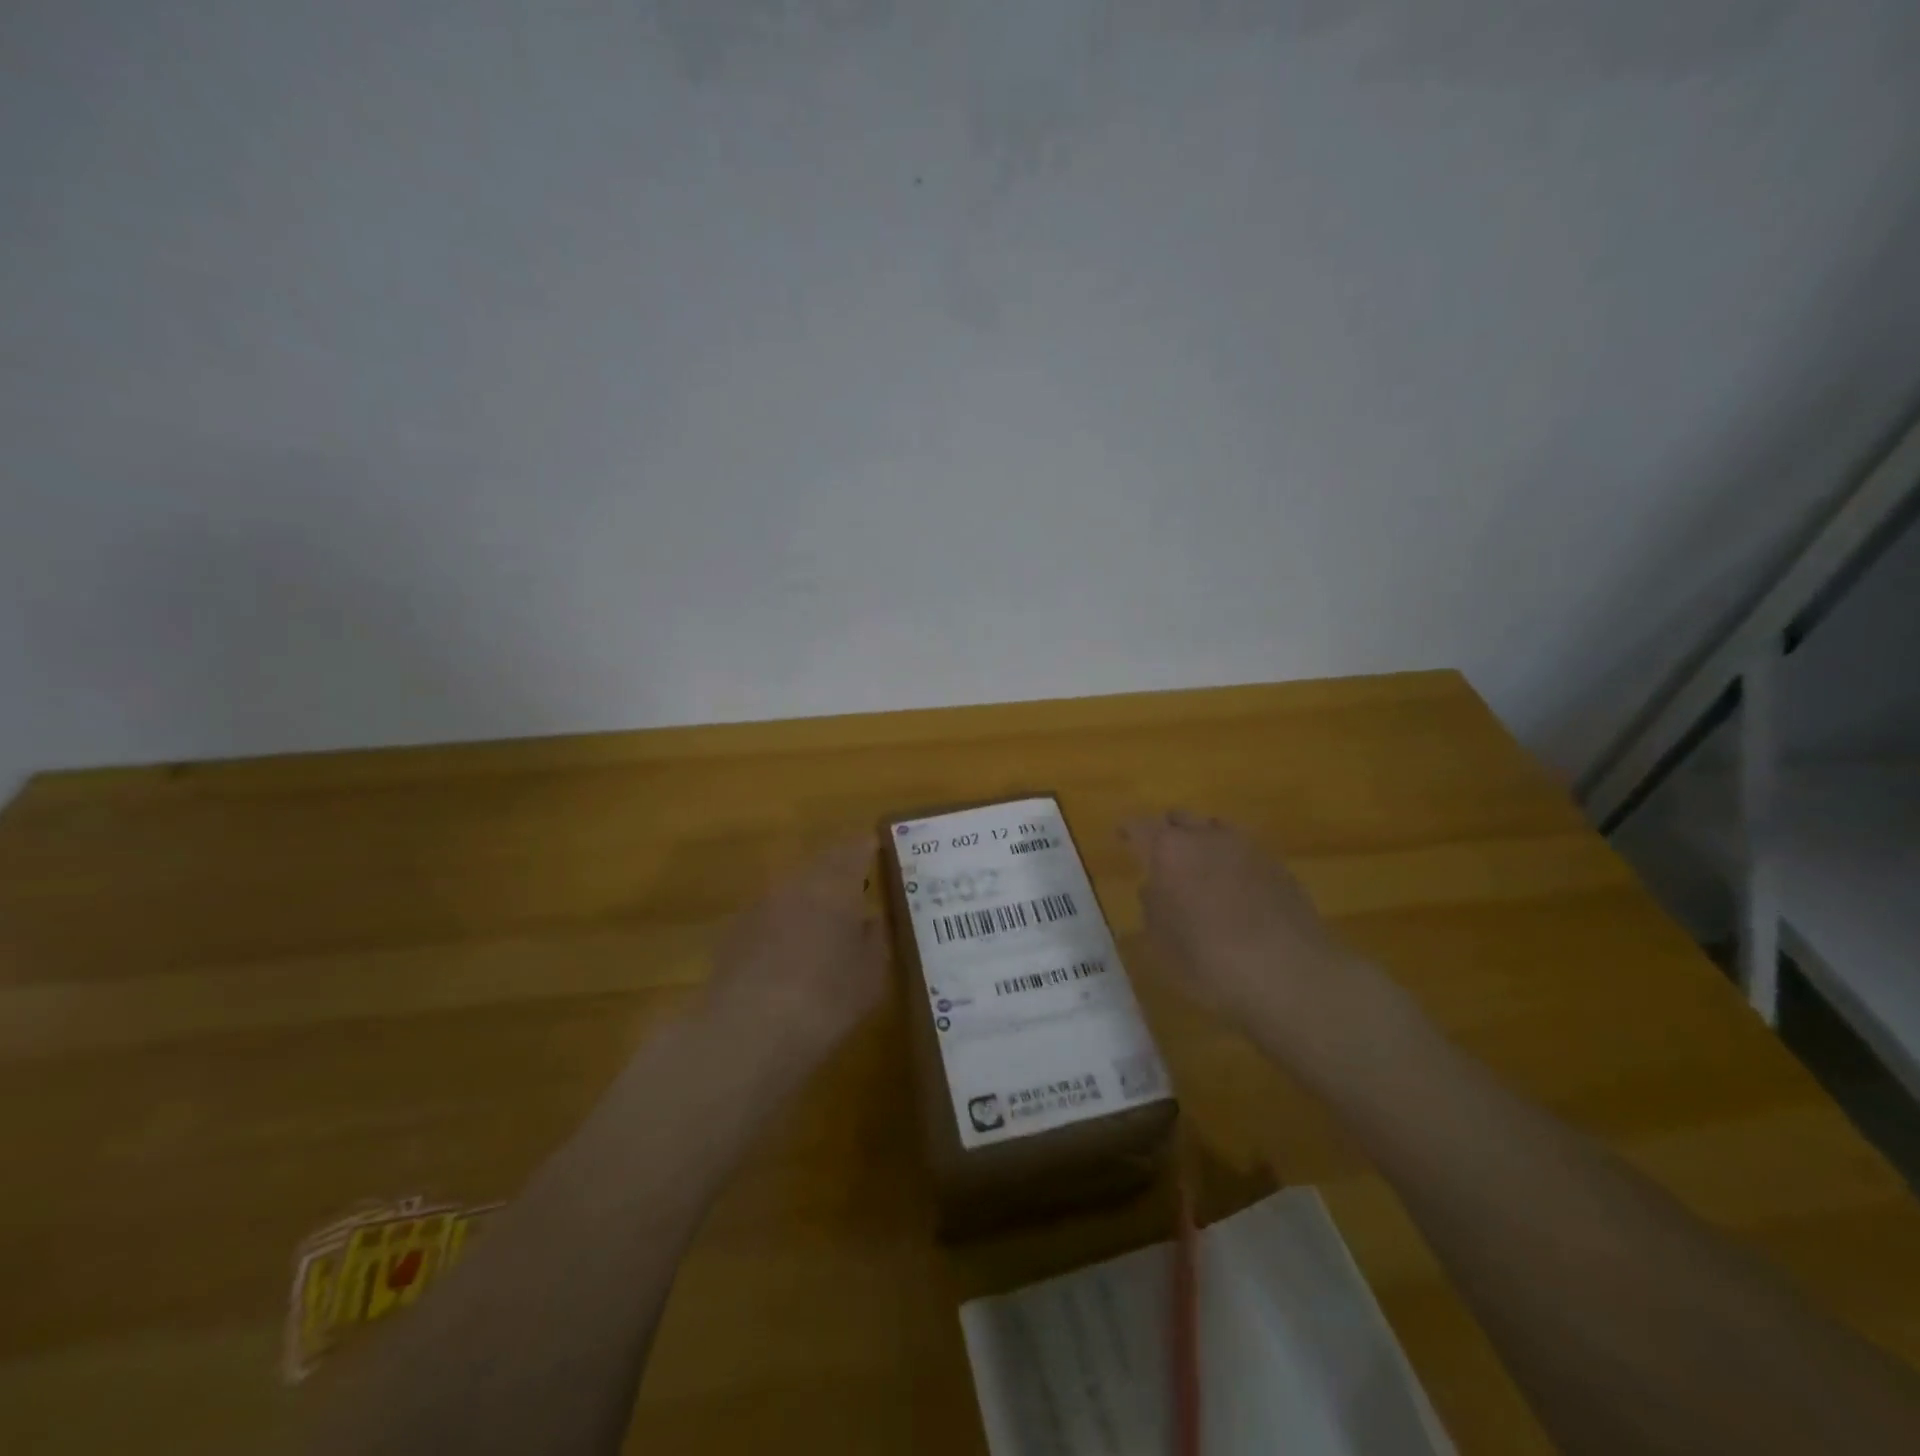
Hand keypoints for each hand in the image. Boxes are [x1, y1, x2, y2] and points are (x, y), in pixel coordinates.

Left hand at [701, 838, 890, 1061]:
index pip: (855, 847)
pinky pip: (771, 914)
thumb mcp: (871, 973)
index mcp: (835, 882)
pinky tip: (792, 952)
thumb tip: (871, 919)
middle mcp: (796, 882)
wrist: (747, 1032)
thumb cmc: (826, 999)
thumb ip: (876, 937)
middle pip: (822, 863)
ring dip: (812, 897)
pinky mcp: (735, 931)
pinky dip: (786, 923)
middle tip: (860, 888)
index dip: (869, 847)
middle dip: (840, 871)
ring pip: (794, 888)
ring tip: (828, 923)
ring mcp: (760, 904)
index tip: (882, 852)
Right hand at [1120, 811, 1359, 1035]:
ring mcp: (1246, 847)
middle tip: (1160, 854)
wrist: (1290, 973)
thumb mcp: (1161, 943)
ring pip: (1215, 829)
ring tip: (1199, 869)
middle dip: (1167, 831)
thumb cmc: (1209, 961)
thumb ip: (1153, 906)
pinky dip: (1231, 862)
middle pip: (1180, 818)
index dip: (1129, 831)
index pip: (1140, 826)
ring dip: (1202, 842)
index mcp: (1168, 850)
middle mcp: (1206, 837)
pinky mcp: (1277, 865)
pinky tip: (1234, 889)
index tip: (1122, 837)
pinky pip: (1243, 851)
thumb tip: (1155, 887)